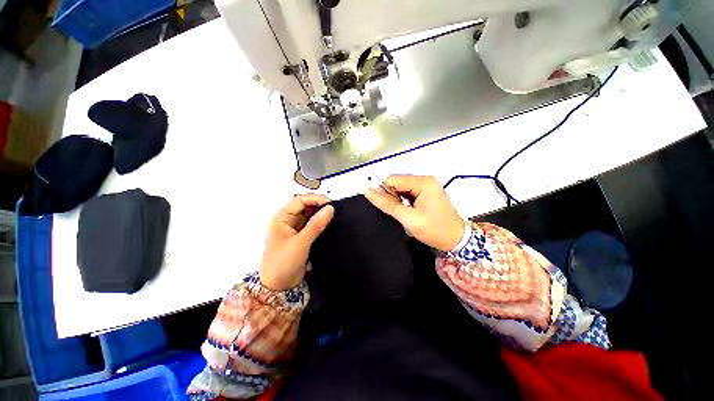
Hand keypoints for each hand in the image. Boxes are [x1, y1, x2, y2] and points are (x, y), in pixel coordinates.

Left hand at [259, 194, 334, 290]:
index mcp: (281, 217)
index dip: (315, 199)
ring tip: (333, 214)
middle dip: (318, 205)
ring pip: (309, 214)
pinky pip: (311, 223)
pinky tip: (329, 222)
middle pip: (304, 205)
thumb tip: (330, 208)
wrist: (278, 287)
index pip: (299, 200)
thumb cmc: (283, 263)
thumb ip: (316, 225)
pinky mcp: (301, 235)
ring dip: (320, 213)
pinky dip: (320, 221)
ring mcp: (294, 227)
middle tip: (334, 208)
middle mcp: (287, 219)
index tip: (330, 203)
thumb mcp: (300, 243)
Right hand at [364, 175, 464, 251]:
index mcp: (423, 182)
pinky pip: (407, 193)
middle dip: (391, 196)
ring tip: (400, 213)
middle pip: (398, 182)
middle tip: (393, 212)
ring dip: (396, 199)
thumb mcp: (409, 218)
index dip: (383, 190)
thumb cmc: (434, 230)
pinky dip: (402, 201)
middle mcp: (425, 180)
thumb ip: (388, 204)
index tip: (381, 205)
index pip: (394, 179)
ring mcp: (426, 186)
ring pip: (401, 188)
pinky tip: (405, 211)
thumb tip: (367, 191)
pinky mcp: (426, 193)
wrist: (456, 241)